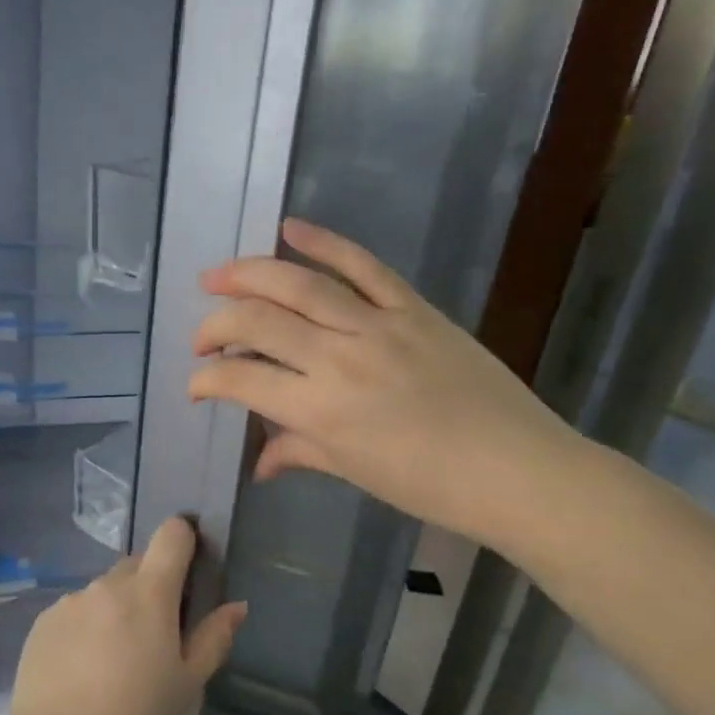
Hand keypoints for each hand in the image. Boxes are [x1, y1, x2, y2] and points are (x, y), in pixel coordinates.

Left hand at [6, 517, 245, 714]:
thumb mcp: (188, 684)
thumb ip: (214, 637)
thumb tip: (237, 606)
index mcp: (148, 592)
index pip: (171, 534)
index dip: (185, 540)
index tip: (190, 571)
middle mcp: (106, 585)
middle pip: (138, 564)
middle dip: (152, 586)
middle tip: (156, 635)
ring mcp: (70, 601)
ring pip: (104, 590)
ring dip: (117, 609)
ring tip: (115, 661)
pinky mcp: (43, 621)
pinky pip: (75, 611)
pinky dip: (86, 627)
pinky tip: (83, 670)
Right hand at [188, 218, 587, 551]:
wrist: (518, 469)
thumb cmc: (430, 485)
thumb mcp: (353, 471)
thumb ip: (298, 453)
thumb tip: (260, 462)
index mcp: (320, 409)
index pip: (241, 379)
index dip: (206, 380)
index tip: (196, 386)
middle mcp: (339, 357)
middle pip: (258, 321)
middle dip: (215, 326)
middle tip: (201, 339)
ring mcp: (378, 324)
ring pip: (299, 283)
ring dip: (248, 274)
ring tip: (217, 277)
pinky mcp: (414, 307)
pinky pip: (363, 264)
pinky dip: (324, 241)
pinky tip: (290, 228)